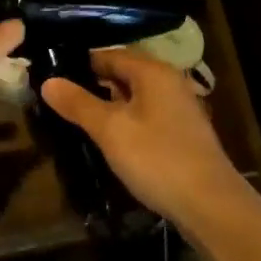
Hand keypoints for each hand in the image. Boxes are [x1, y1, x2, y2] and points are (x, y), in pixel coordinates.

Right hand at [42, 48, 257, 237]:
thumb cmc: (157, 159)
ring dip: (110, 105)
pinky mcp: (183, 133)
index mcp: (153, 71)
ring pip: (136, 96)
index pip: (109, 55)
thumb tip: (48, 81)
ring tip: (79, 120)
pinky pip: (147, 115)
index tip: (52, 76)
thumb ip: (78, 103)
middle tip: (61, 100)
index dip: (80, 64)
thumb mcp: (110, 130)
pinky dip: (127, 121)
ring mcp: (179, 108)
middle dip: (93, 84)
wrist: (212, 206)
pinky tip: (112, 140)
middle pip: (124, 73)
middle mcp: (169, 81)